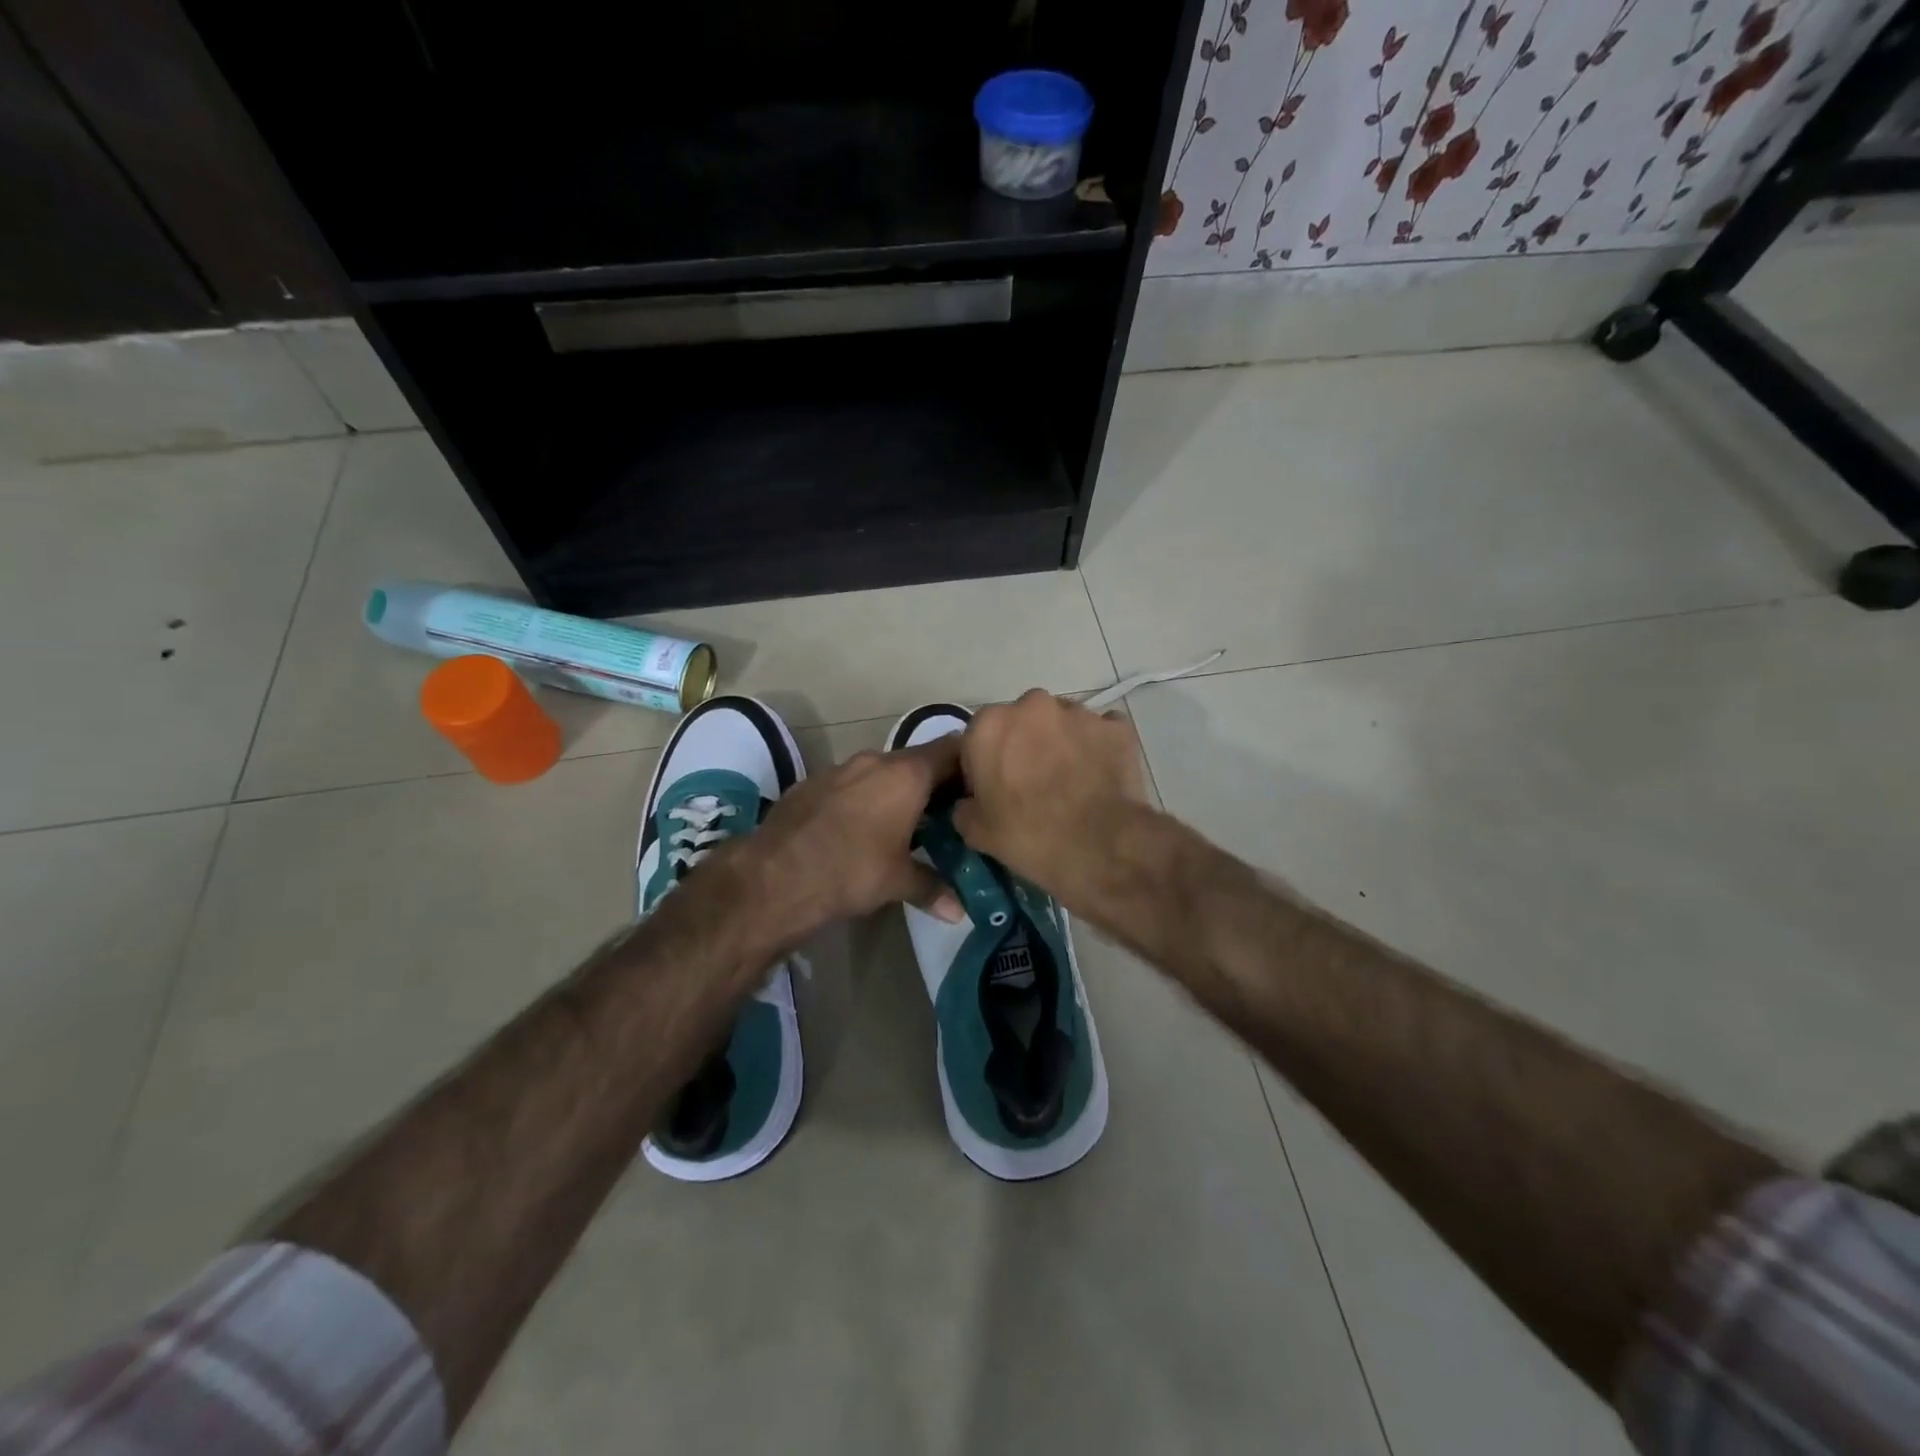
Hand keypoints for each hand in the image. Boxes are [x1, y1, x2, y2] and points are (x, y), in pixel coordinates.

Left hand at [734, 738, 967, 936]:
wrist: (773, 876)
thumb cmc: (850, 871)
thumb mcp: (897, 882)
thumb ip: (932, 887)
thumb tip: (958, 911)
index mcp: (906, 775)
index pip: (951, 750)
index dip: (969, 764)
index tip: (979, 785)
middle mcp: (875, 761)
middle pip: (916, 761)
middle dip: (933, 783)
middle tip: (948, 811)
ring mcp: (839, 768)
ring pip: (880, 771)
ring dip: (895, 790)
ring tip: (906, 821)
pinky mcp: (811, 783)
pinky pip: (850, 783)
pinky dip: (863, 798)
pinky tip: (859, 828)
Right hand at [953, 690, 1148, 909]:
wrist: (1102, 846)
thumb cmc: (1029, 836)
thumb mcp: (976, 832)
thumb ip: (964, 806)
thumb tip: (971, 802)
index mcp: (989, 725)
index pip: (977, 738)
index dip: (984, 765)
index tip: (995, 791)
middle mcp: (1031, 705)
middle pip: (1021, 723)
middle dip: (1024, 746)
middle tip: (1033, 785)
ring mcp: (1077, 712)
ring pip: (1061, 723)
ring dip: (1061, 744)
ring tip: (1071, 782)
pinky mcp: (1116, 726)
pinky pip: (1100, 732)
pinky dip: (1097, 748)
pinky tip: (1099, 776)